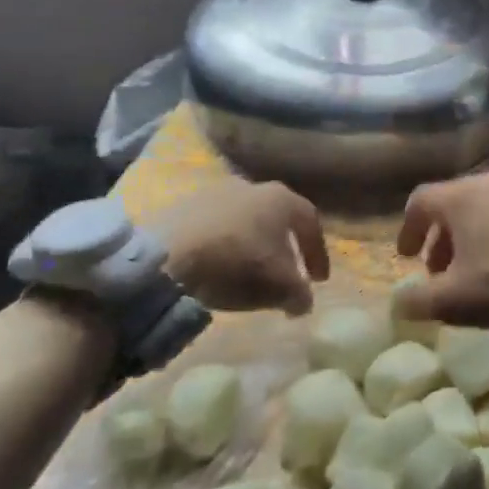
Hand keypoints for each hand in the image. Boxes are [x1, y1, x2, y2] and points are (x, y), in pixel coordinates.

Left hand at [151, 179, 328, 315]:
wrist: (169, 257)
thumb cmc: (237, 264)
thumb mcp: (280, 287)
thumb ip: (300, 294)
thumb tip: (303, 302)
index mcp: (280, 198)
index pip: (310, 222)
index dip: (318, 253)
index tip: (319, 280)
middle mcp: (251, 186)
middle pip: (276, 218)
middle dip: (284, 247)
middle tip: (286, 274)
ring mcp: (214, 192)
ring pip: (244, 220)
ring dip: (251, 245)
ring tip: (248, 273)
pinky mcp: (184, 206)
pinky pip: (215, 227)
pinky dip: (223, 245)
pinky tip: (217, 267)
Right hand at [394, 168, 488, 340]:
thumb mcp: (457, 300)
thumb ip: (420, 301)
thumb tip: (397, 303)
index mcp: (461, 196)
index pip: (420, 201)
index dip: (408, 229)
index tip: (406, 257)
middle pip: (455, 202)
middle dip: (443, 237)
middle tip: (442, 272)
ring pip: (488, 205)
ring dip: (476, 235)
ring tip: (481, 269)